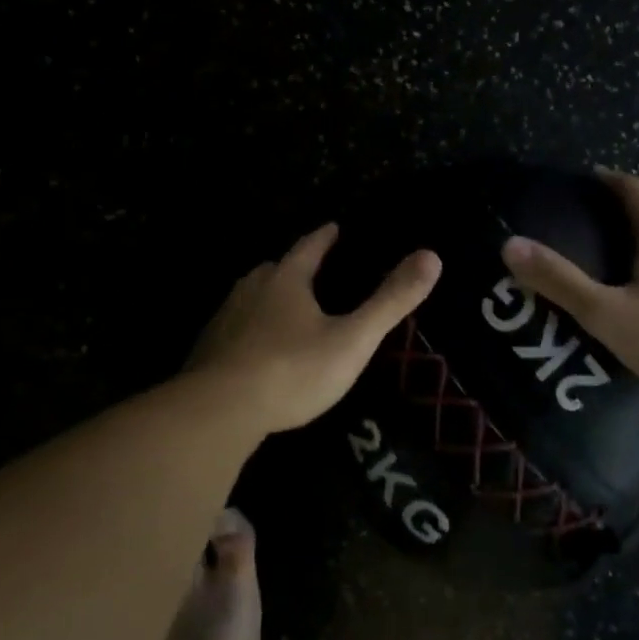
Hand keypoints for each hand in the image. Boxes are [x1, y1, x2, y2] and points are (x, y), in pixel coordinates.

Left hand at [186, 224, 441, 433]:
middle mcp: (250, 290)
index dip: (325, 237)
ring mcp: (224, 320)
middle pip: (274, 269)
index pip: (308, 247)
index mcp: (285, 280)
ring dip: (269, 297)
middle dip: (294, 267)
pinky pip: (234, 329)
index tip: (335, 227)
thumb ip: (390, 301)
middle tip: (312, 271)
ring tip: (286, 308)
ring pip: (250, 297)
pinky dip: (249, 330)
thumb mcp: (352, 339)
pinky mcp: (206, 351)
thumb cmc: (292, 370)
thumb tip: (432, 255)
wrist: (218, 412)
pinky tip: (256, 350)